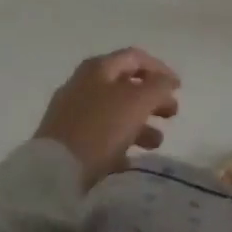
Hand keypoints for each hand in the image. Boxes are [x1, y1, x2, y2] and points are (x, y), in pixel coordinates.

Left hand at [34, 48, 181, 187]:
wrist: (53, 173)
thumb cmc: (100, 128)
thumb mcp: (138, 101)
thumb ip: (158, 86)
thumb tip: (166, 81)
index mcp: (98, 68)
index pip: (135, 57)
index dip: (160, 69)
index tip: (178, 87)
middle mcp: (82, 84)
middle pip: (125, 85)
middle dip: (152, 99)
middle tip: (172, 113)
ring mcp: (71, 113)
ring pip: (114, 112)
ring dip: (140, 123)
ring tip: (156, 142)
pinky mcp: (65, 141)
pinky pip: (99, 136)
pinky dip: (119, 142)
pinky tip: (130, 159)